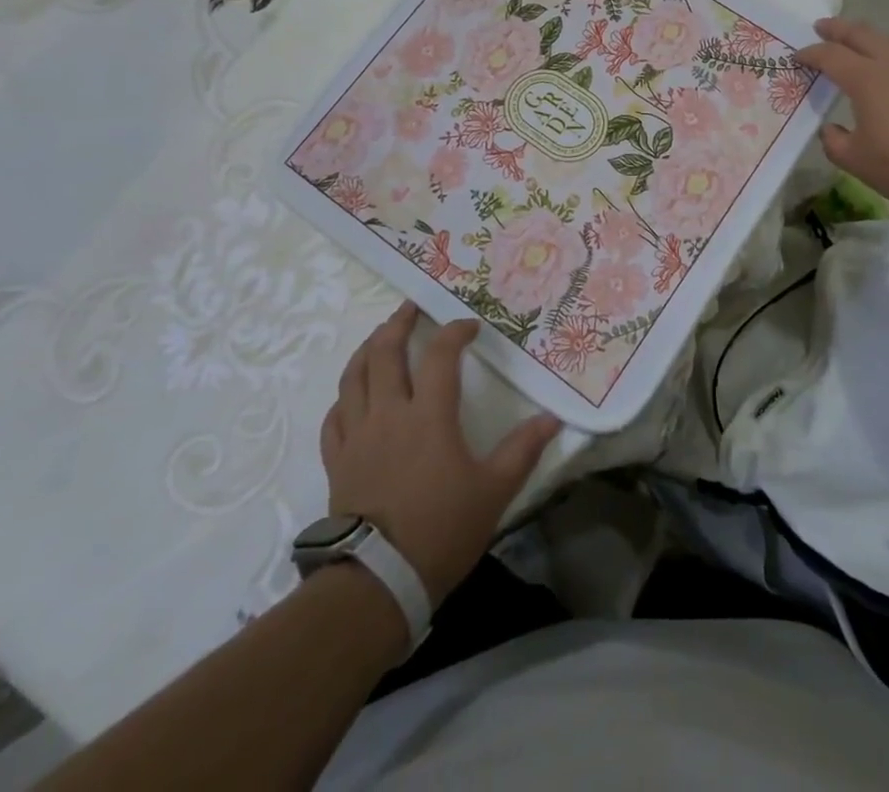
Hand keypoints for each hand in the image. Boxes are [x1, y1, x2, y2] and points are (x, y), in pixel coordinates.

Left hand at [320, 303, 559, 607]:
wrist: (378, 582)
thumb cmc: (441, 530)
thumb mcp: (494, 491)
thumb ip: (523, 450)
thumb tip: (554, 418)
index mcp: (429, 415)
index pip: (440, 355)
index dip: (455, 332)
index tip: (469, 327)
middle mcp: (389, 413)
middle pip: (385, 352)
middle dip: (398, 323)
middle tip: (411, 307)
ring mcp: (357, 435)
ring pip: (353, 376)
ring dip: (367, 349)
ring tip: (379, 336)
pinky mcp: (337, 460)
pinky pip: (334, 417)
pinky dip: (344, 397)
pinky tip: (352, 395)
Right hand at [797, 17, 888, 213]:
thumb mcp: (860, 163)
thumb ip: (837, 144)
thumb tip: (831, 130)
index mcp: (867, 79)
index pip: (831, 56)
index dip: (810, 54)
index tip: (796, 56)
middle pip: (862, 34)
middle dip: (838, 29)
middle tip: (821, 25)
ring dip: (868, 37)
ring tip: (859, 42)